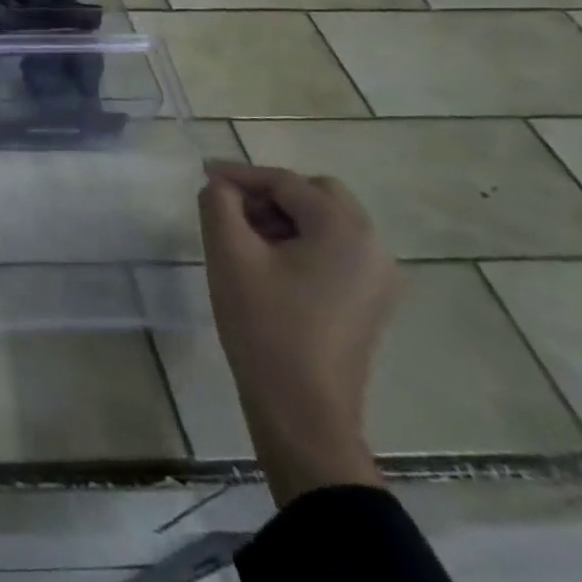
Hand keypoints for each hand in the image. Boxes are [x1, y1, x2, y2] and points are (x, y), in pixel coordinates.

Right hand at [198, 160, 403, 505]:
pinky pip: (336, 252)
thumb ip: (219, 205)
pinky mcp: (371, 302)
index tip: (203, 173)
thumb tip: (221, 187)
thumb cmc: (264, 325)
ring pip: (328, 224)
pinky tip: (268, 263)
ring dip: (285, 218)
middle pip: (318, 196)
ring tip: (242, 236)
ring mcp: (379, 278)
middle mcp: (374, 247)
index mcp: (345, 230)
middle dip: (269, 193)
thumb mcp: (229, 254)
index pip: (287, 182)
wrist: (303, 408)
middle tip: (228, 207)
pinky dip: (302, 243)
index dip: (241, 173)